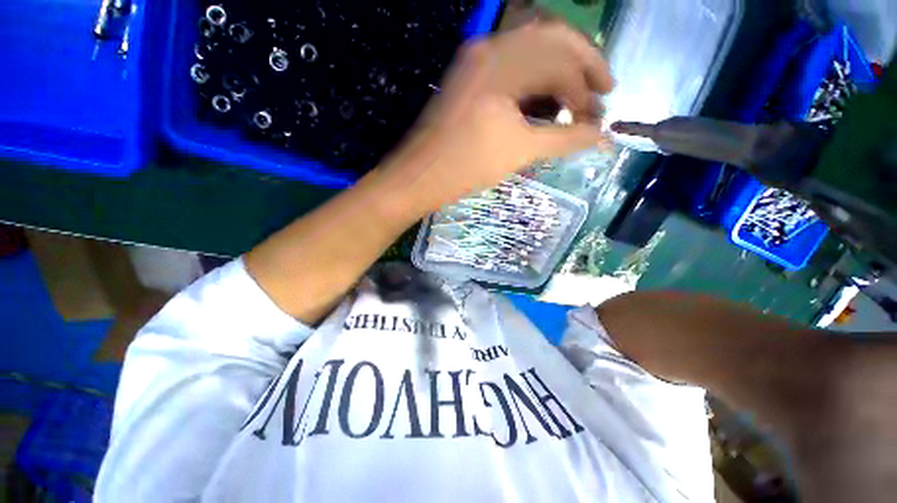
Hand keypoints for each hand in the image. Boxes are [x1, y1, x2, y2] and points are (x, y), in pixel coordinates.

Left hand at [383, 21, 614, 212]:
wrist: (419, 175)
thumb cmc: (465, 167)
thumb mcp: (519, 153)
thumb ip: (565, 140)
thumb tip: (603, 136)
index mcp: (504, 63)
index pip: (563, 63)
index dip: (588, 90)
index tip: (599, 117)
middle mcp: (490, 47)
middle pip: (552, 37)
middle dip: (583, 63)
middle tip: (603, 91)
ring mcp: (475, 59)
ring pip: (532, 47)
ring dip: (559, 68)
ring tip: (575, 97)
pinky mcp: (467, 75)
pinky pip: (511, 63)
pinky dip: (534, 77)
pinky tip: (544, 99)